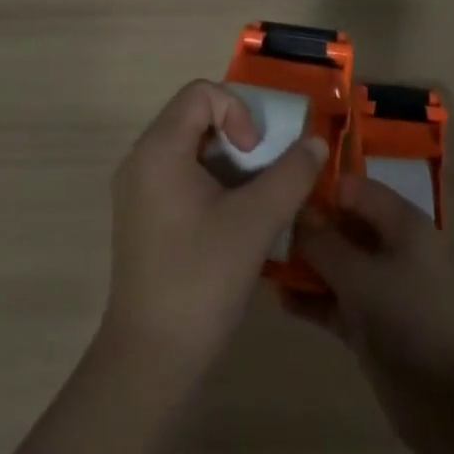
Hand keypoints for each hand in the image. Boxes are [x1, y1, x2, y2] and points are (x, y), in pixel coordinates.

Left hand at [103, 80, 327, 378]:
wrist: (151, 360)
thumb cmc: (201, 279)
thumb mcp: (256, 222)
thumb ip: (291, 175)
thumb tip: (317, 144)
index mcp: (159, 149)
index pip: (200, 93)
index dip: (237, 111)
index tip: (255, 154)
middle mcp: (140, 159)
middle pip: (193, 116)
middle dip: (236, 134)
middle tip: (261, 172)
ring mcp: (136, 190)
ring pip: (188, 147)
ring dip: (226, 160)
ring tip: (252, 198)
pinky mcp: (140, 217)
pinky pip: (178, 175)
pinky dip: (209, 181)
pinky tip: (231, 221)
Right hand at [291, 173, 453, 453]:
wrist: (453, 401)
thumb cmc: (411, 317)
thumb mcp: (361, 275)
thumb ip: (323, 242)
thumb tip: (293, 209)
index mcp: (400, 222)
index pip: (353, 188)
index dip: (318, 187)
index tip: (278, 190)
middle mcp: (391, 247)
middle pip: (343, 224)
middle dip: (306, 226)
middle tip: (262, 225)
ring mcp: (381, 287)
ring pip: (336, 264)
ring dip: (305, 264)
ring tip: (263, 260)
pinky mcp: (372, 324)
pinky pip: (336, 301)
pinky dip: (312, 299)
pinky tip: (280, 299)